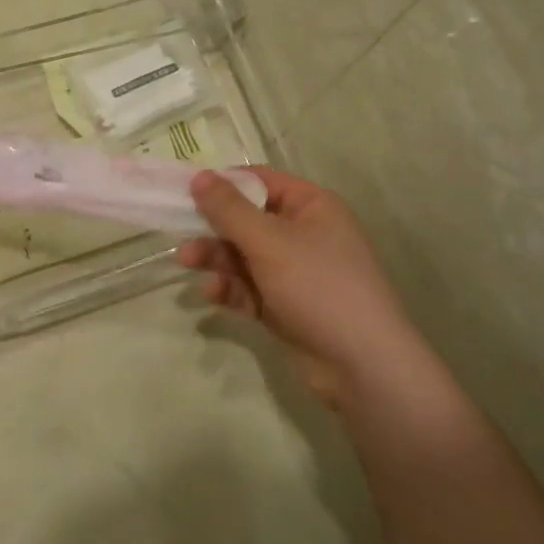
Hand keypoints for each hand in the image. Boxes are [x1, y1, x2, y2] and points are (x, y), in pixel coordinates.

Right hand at [177, 168, 415, 405]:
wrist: (363, 366)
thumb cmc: (319, 287)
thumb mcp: (269, 242)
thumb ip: (229, 209)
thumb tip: (199, 176)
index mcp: (311, 206)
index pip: (260, 181)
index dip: (224, 183)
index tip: (186, 190)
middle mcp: (304, 233)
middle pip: (247, 219)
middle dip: (213, 227)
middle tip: (179, 232)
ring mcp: (295, 272)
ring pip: (244, 255)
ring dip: (216, 258)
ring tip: (187, 262)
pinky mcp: (286, 305)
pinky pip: (250, 287)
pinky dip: (231, 288)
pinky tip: (212, 295)